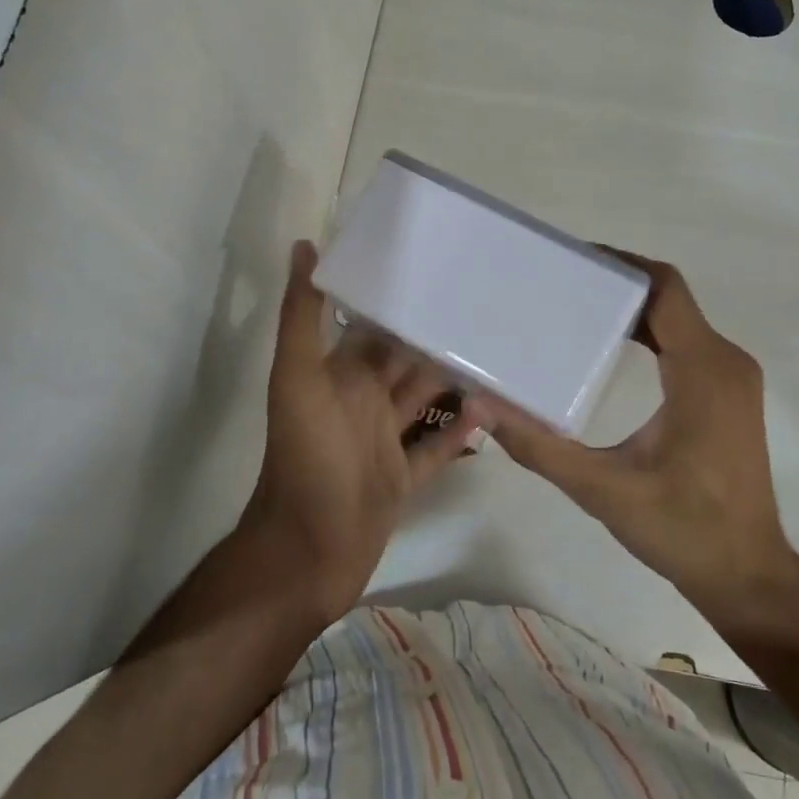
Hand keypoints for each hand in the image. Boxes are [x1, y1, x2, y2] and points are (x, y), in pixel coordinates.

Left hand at [242, 241, 489, 622]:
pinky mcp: (403, 478)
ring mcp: (383, 441)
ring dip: (456, 380)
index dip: (402, 301)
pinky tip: (493, 408)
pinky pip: (437, 447)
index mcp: (340, 374)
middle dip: (438, 337)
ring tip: (501, 352)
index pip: (375, 326)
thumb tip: (304, 246)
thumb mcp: (298, 379)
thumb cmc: (306, 458)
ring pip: (426, 400)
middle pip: (406, 361)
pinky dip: (461, 430)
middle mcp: (362, 401)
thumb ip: (301, 316)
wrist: (306, 552)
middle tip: (487, 308)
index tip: (443, 271)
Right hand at [491, 250, 798, 634]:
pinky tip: (611, 347)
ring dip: (632, 309)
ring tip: (574, 308)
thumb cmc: (683, 529)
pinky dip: (650, 334)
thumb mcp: (602, 490)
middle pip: (669, 299)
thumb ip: (540, 446)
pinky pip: (688, 343)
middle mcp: (724, 361)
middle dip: (616, 285)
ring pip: (679, 320)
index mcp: (702, 370)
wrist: (749, 576)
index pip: (664, 289)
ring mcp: (732, 378)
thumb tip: (483, 407)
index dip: (621, 264)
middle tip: (559, 284)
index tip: (572, 259)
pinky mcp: (728, 394)